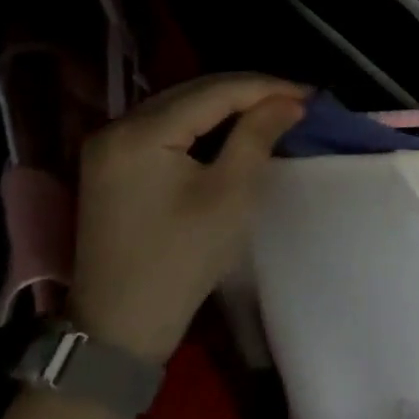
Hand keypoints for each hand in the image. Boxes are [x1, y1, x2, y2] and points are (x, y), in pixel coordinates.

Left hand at [70, 74, 307, 362]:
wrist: (118, 331)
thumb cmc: (181, 262)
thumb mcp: (230, 195)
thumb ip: (258, 135)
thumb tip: (289, 100)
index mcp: (141, 133)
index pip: (214, 91)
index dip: (265, 87)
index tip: (309, 94)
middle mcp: (118, 126)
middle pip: (195, 91)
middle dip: (248, 91)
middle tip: (295, 99)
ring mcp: (109, 143)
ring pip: (181, 104)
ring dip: (227, 103)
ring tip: (272, 107)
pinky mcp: (111, 161)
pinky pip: (166, 123)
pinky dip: (203, 121)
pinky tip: (233, 126)